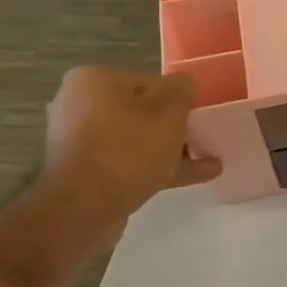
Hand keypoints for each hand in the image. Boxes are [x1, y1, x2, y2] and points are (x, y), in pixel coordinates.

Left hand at [38, 66, 218, 241]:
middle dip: (175, 127)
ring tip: (208, 163)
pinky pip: (127, 160)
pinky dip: (156, 165)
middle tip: (202, 139)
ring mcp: (79, 139)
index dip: (180, 99)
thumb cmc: (128, 149)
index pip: (151, 81)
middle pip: (142, 110)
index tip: (199, 118)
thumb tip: (182, 84)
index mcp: (95, 79)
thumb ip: (182, 90)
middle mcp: (79, 103)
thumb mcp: (170, 112)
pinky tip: (194, 176)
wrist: (83, 207)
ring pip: (136, 138)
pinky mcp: (83, 169)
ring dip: (170, 149)